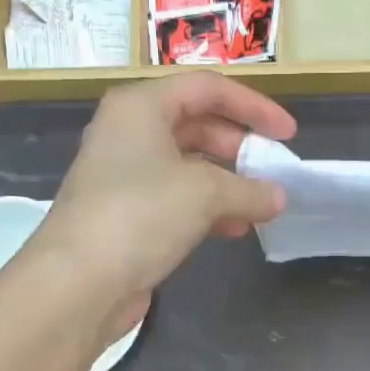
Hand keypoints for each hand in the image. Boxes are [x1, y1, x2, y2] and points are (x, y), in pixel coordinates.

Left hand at [37, 73, 294, 307]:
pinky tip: (234, 230)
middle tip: (272, 170)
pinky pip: (177, 201)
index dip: (253, 106)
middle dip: (239, 147)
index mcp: (141, 107)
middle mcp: (129, 133)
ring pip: (188, 167)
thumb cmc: (140, 215)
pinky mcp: (127, 216)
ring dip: (227, 184)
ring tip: (260, 205)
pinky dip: (208, 211)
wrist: (81, 281)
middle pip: (196, 125)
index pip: (207, 89)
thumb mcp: (204, 194)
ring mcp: (125, 176)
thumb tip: (279, 197)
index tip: (288, 134)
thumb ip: (249, 190)